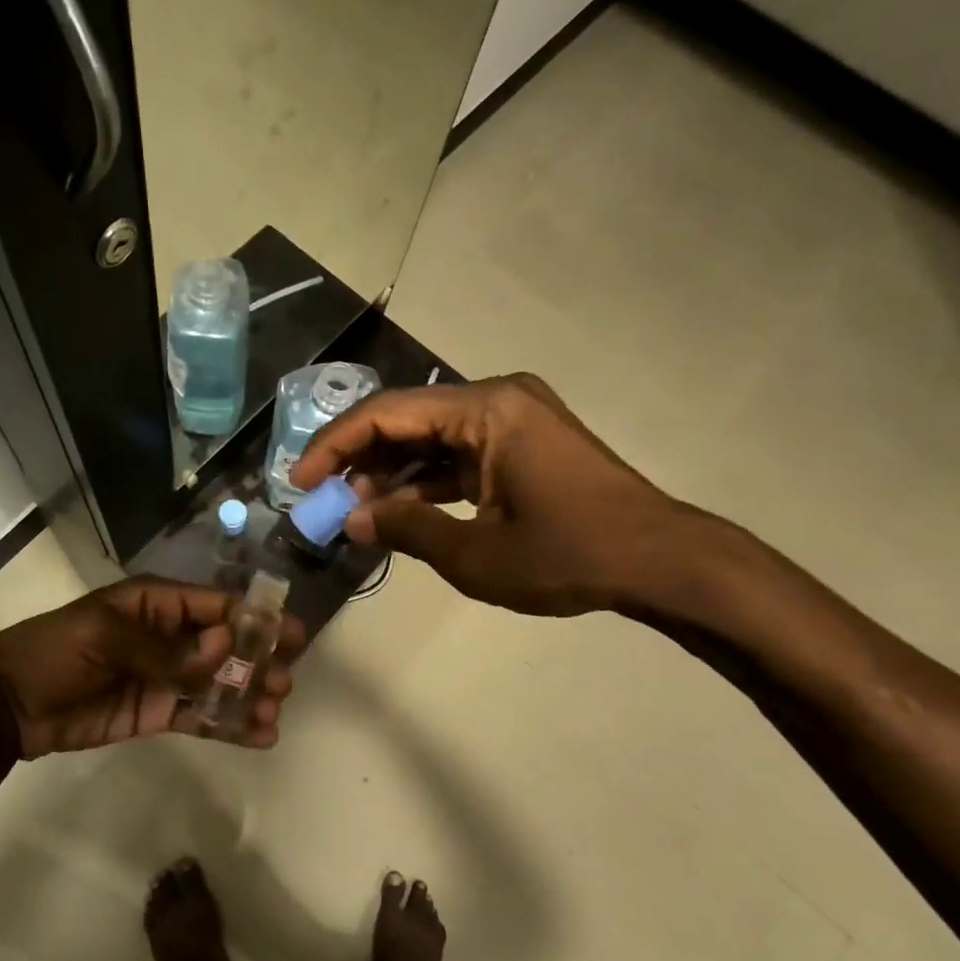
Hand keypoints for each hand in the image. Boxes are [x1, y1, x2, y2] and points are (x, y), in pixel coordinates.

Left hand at [0, 578, 303, 757]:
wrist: (9, 704)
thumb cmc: (55, 652)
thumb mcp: (105, 637)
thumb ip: (165, 648)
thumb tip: (224, 646)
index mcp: (155, 604)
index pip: (214, 606)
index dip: (253, 619)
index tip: (292, 635)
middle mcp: (168, 636)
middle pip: (224, 646)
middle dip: (257, 661)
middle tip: (285, 683)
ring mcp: (164, 676)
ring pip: (217, 683)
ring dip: (248, 695)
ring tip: (274, 713)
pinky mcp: (157, 712)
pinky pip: (199, 716)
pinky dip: (228, 725)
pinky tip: (258, 736)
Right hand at [289, 373, 695, 616]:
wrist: (660, 561)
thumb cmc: (568, 555)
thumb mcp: (475, 554)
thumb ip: (405, 529)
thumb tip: (351, 521)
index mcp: (485, 410)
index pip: (386, 413)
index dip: (334, 445)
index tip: (300, 480)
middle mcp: (497, 399)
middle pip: (406, 418)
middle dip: (359, 458)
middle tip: (323, 499)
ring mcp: (514, 418)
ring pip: (430, 435)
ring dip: (391, 471)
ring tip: (356, 510)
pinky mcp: (523, 442)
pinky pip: (459, 451)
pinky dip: (427, 478)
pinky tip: (399, 508)